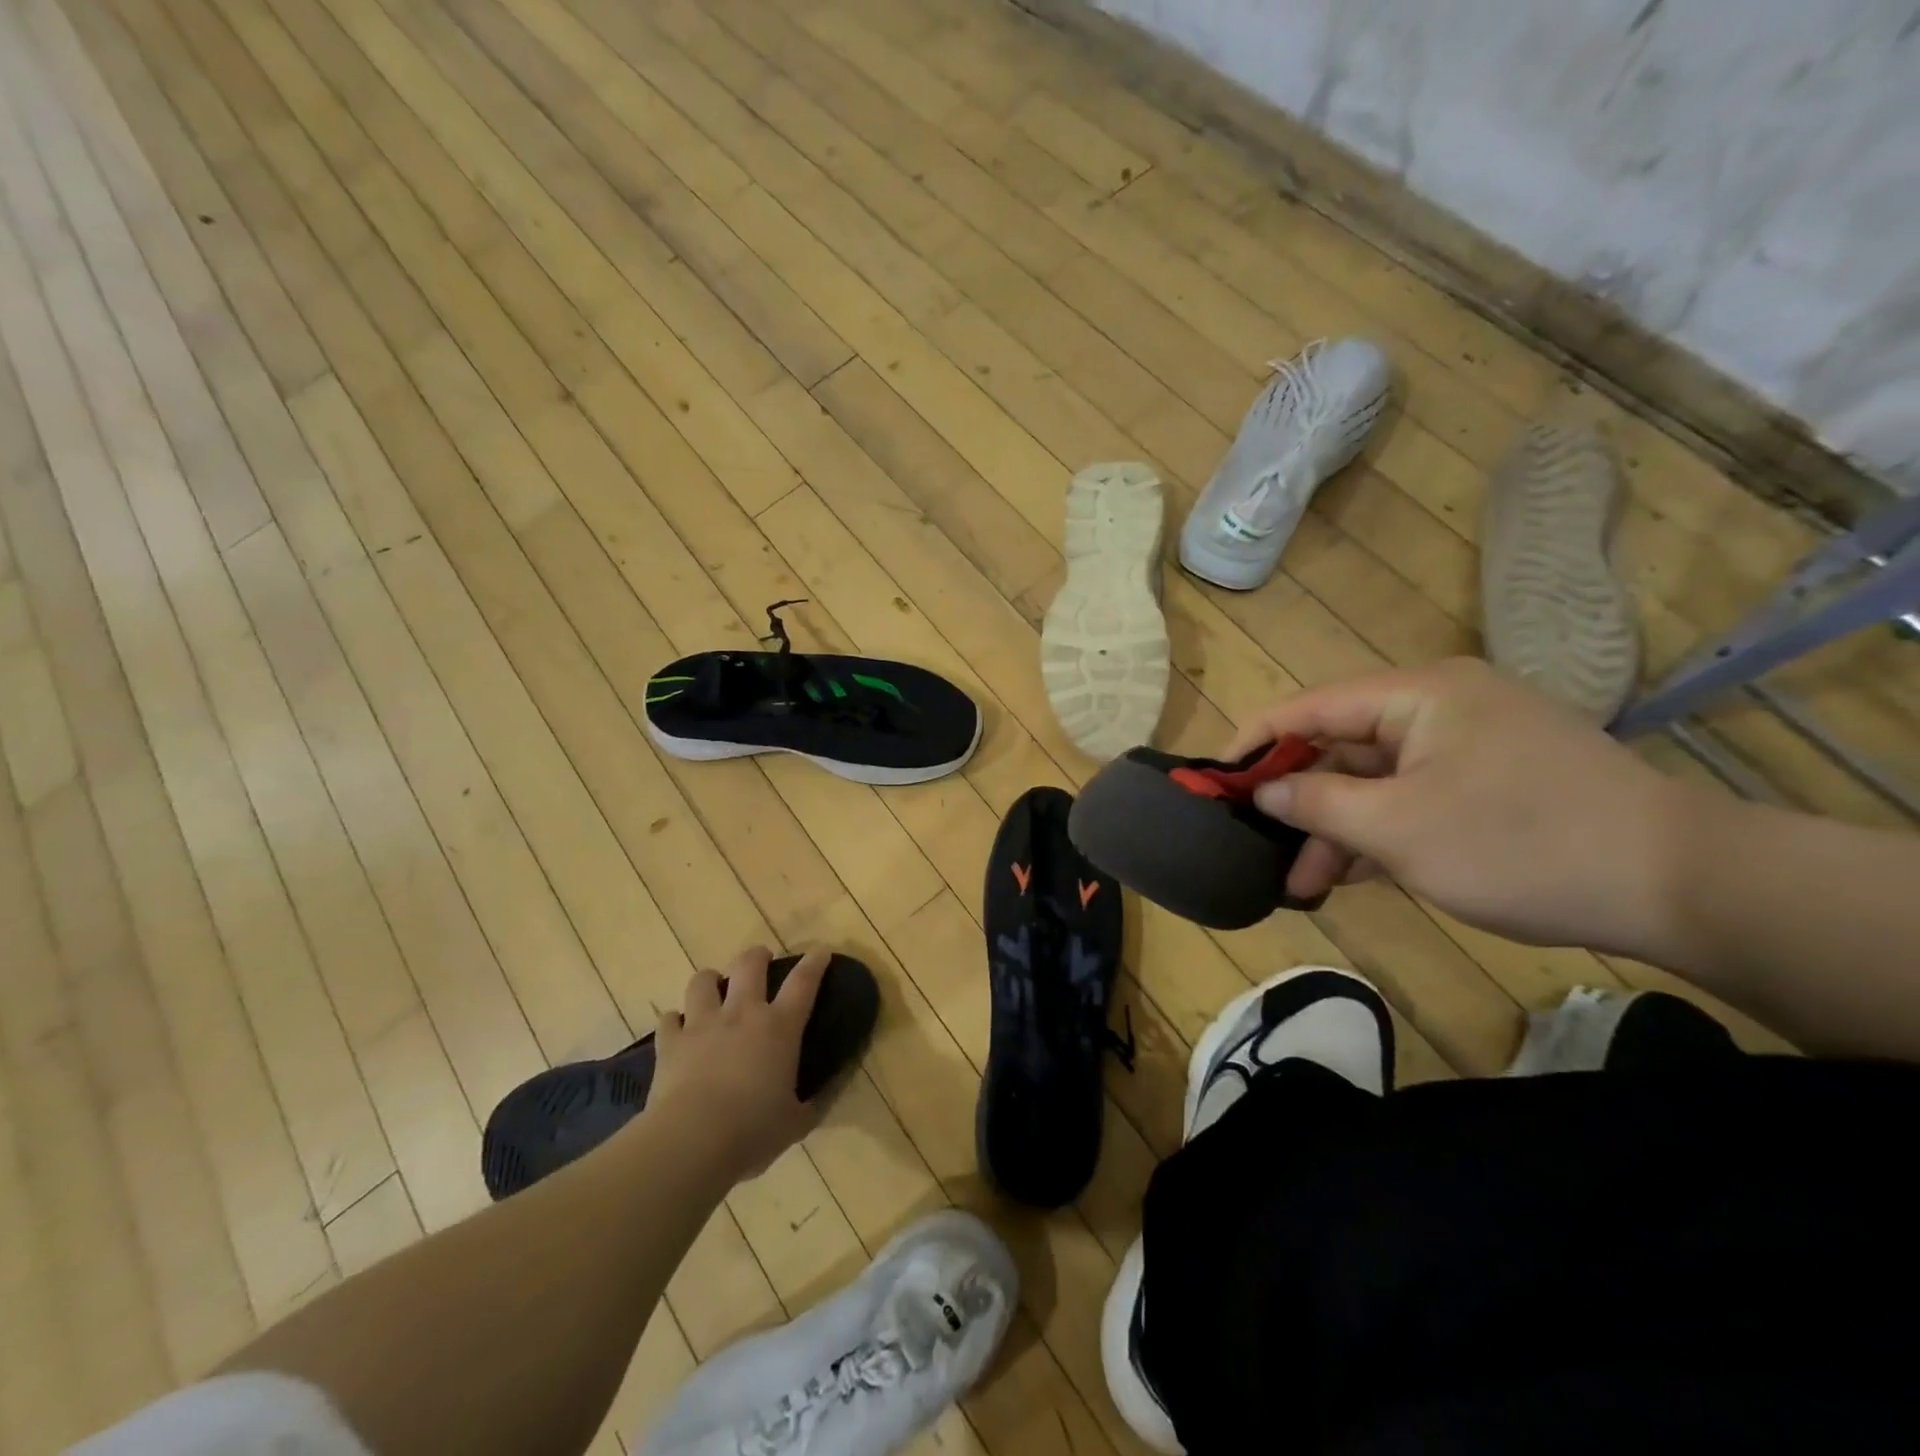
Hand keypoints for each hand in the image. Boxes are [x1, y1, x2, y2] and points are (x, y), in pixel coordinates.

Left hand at [646, 946, 829, 1180]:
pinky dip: (675, 1021)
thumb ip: (813, 1103)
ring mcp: (702, 1024)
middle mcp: (742, 1014)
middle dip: (757, 956)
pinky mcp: (670, 1043)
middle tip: (761, 960)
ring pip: (703, 981)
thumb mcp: (796, 1122)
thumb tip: (827, 1094)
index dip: (814, 962)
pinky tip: (678, 1029)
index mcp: (780, 1028)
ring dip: (711, 980)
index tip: (820, 951)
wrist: (691, 1142)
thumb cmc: (752, 1131)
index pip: (803, 982)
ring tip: (714, 988)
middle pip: (749, 965)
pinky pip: (669, 1019)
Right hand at [1231, 658, 1692, 953]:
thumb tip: (1264, 791)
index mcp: (1416, 695)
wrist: (1680, 884)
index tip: (1214, 783)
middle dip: (1301, 805)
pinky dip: (1381, 833)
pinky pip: (1413, 797)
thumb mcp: (1398, 828)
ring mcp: (1468, 744)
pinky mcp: (1491, 781)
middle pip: (1340, 749)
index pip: (1309, 708)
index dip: (1255, 744)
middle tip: (1267, 855)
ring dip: (1339, 830)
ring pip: (1376, 780)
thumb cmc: (1519, 842)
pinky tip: (1355, 875)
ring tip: (1308, 886)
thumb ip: (1316, 804)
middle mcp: (1438, 706)